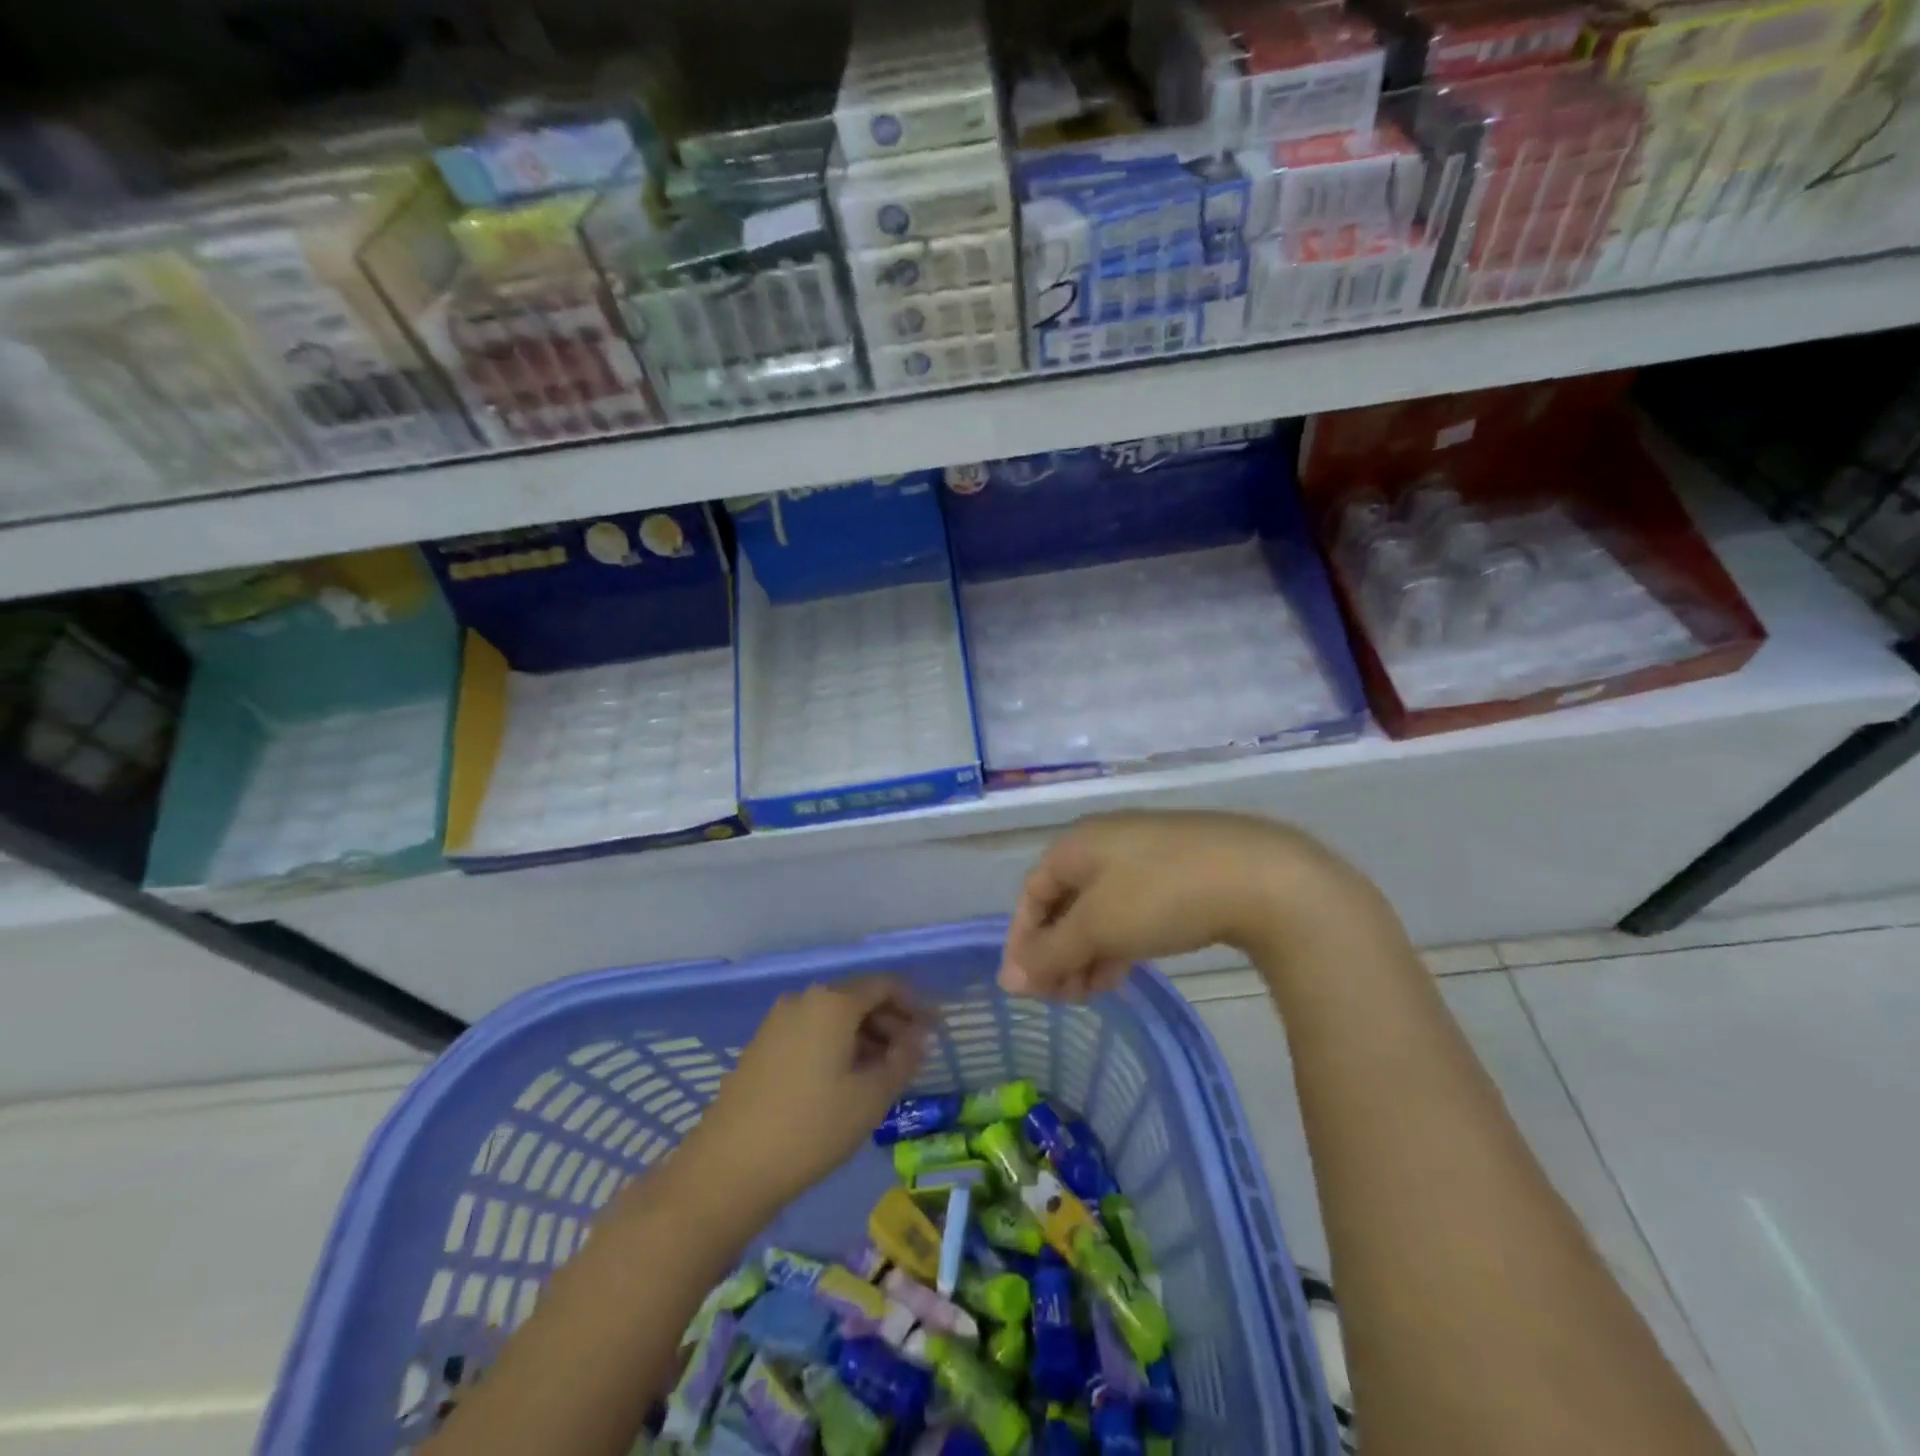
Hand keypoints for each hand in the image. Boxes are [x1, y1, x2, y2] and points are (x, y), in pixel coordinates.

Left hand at [684, 977, 928, 1215]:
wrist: (728, 1168)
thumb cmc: (811, 1128)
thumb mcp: (870, 1097)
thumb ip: (902, 1060)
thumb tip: (919, 1038)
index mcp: (833, 1002)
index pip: (885, 985)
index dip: (915, 1004)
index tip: (936, 1031)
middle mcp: (805, 999)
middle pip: (859, 998)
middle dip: (891, 1022)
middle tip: (913, 1057)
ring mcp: (778, 1021)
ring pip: (835, 1017)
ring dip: (865, 1036)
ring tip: (883, 1074)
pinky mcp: (762, 1045)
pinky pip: (812, 1032)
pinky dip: (838, 1046)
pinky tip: (846, 1081)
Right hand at [1000, 810, 1357, 998]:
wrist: (1262, 878)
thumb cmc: (1161, 895)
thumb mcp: (1098, 926)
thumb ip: (1049, 953)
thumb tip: (1007, 979)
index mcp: (1077, 844)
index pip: (1032, 893)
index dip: (1022, 940)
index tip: (1025, 987)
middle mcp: (1105, 843)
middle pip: (1065, 902)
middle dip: (1056, 953)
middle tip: (1059, 998)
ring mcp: (1144, 856)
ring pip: (1099, 910)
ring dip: (1085, 953)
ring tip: (1088, 995)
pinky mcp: (1178, 874)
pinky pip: (1130, 910)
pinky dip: (1117, 942)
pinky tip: (1120, 973)